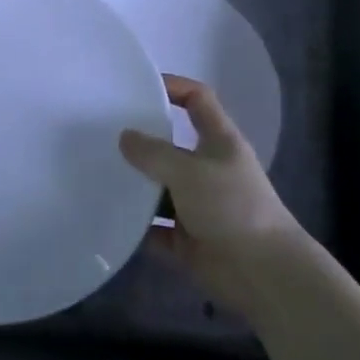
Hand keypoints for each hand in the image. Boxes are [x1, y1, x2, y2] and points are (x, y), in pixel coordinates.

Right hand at [119, 75, 300, 310]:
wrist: (263, 274)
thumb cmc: (232, 207)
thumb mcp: (189, 171)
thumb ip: (154, 153)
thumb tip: (125, 137)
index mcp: (219, 141)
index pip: (197, 99)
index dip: (173, 87)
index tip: (139, 86)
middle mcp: (209, 169)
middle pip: (172, 145)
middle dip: (143, 140)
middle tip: (104, 133)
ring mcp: (199, 206)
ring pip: (161, 188)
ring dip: (136, 185)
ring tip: (96, 173)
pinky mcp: (189, 240)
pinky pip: (156, 229)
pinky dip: (138, 226)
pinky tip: (109, 217)